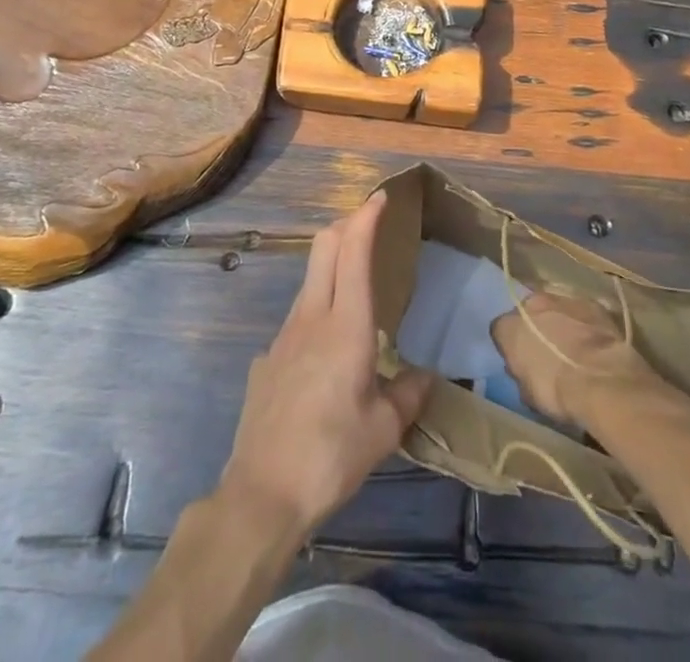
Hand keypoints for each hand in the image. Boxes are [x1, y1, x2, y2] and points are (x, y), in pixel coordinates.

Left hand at [219, 191, 431, 542]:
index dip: (365, 216)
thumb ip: (408, 396)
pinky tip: (327, 354)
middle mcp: (311, 317)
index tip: (380, 197)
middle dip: (346, 224)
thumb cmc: (331, 455)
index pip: (353, 250)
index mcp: (345, 325)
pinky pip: (297, 320)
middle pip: (323, 247)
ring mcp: (283, 336)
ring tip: (356, 285)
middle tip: (370, 225)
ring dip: (331, 265)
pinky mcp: (267, 359)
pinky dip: (316, 312)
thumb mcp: (383, 430)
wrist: (262, 493)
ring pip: (309, 279)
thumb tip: (426, 377)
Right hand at [491, 290, 658, 426]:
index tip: (520, 361)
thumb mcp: (527, 393)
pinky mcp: (590, 303)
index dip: (510, 346)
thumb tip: (522, 368)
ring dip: (560, 321)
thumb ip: (520, 373)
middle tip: (547, 350)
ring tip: (573, 345)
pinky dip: (584, 323)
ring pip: (555, 307)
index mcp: (508, 326)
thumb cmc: (556, 392)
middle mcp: (531, 303)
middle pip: (528, 312)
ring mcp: (562, 298)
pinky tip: (593, 342)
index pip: (501, 331)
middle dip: (535, 327)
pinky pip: (581, 311)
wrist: (600, 380)